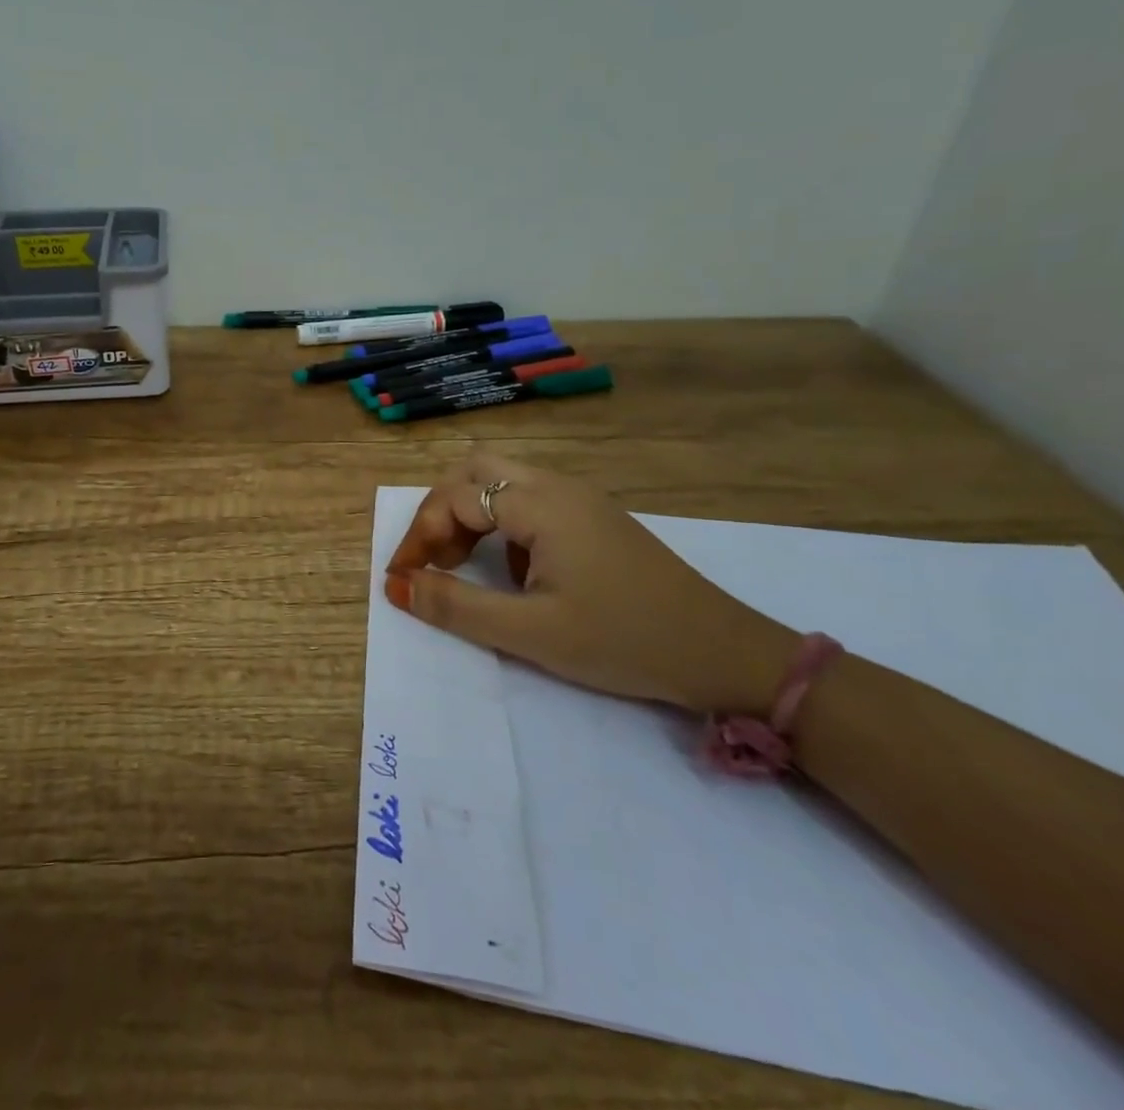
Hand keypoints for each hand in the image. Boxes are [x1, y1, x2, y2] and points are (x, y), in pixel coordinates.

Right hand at [384, 450, 798, 714]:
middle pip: (476, 469)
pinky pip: (530, 499)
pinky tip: (517, 572)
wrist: (725, 654)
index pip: (455, 498)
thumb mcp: (531, 632)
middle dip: (441, 508)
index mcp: (541, 504)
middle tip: (434, 558)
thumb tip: (397, 587)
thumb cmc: (624, 640)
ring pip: (503, 480)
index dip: (419, 536)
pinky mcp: (596, 517)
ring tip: (464, 564)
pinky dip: (502, 523)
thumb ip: (457, 607)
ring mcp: (581, 499)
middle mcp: (558, 487)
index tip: (402, 579)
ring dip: (471, 513)